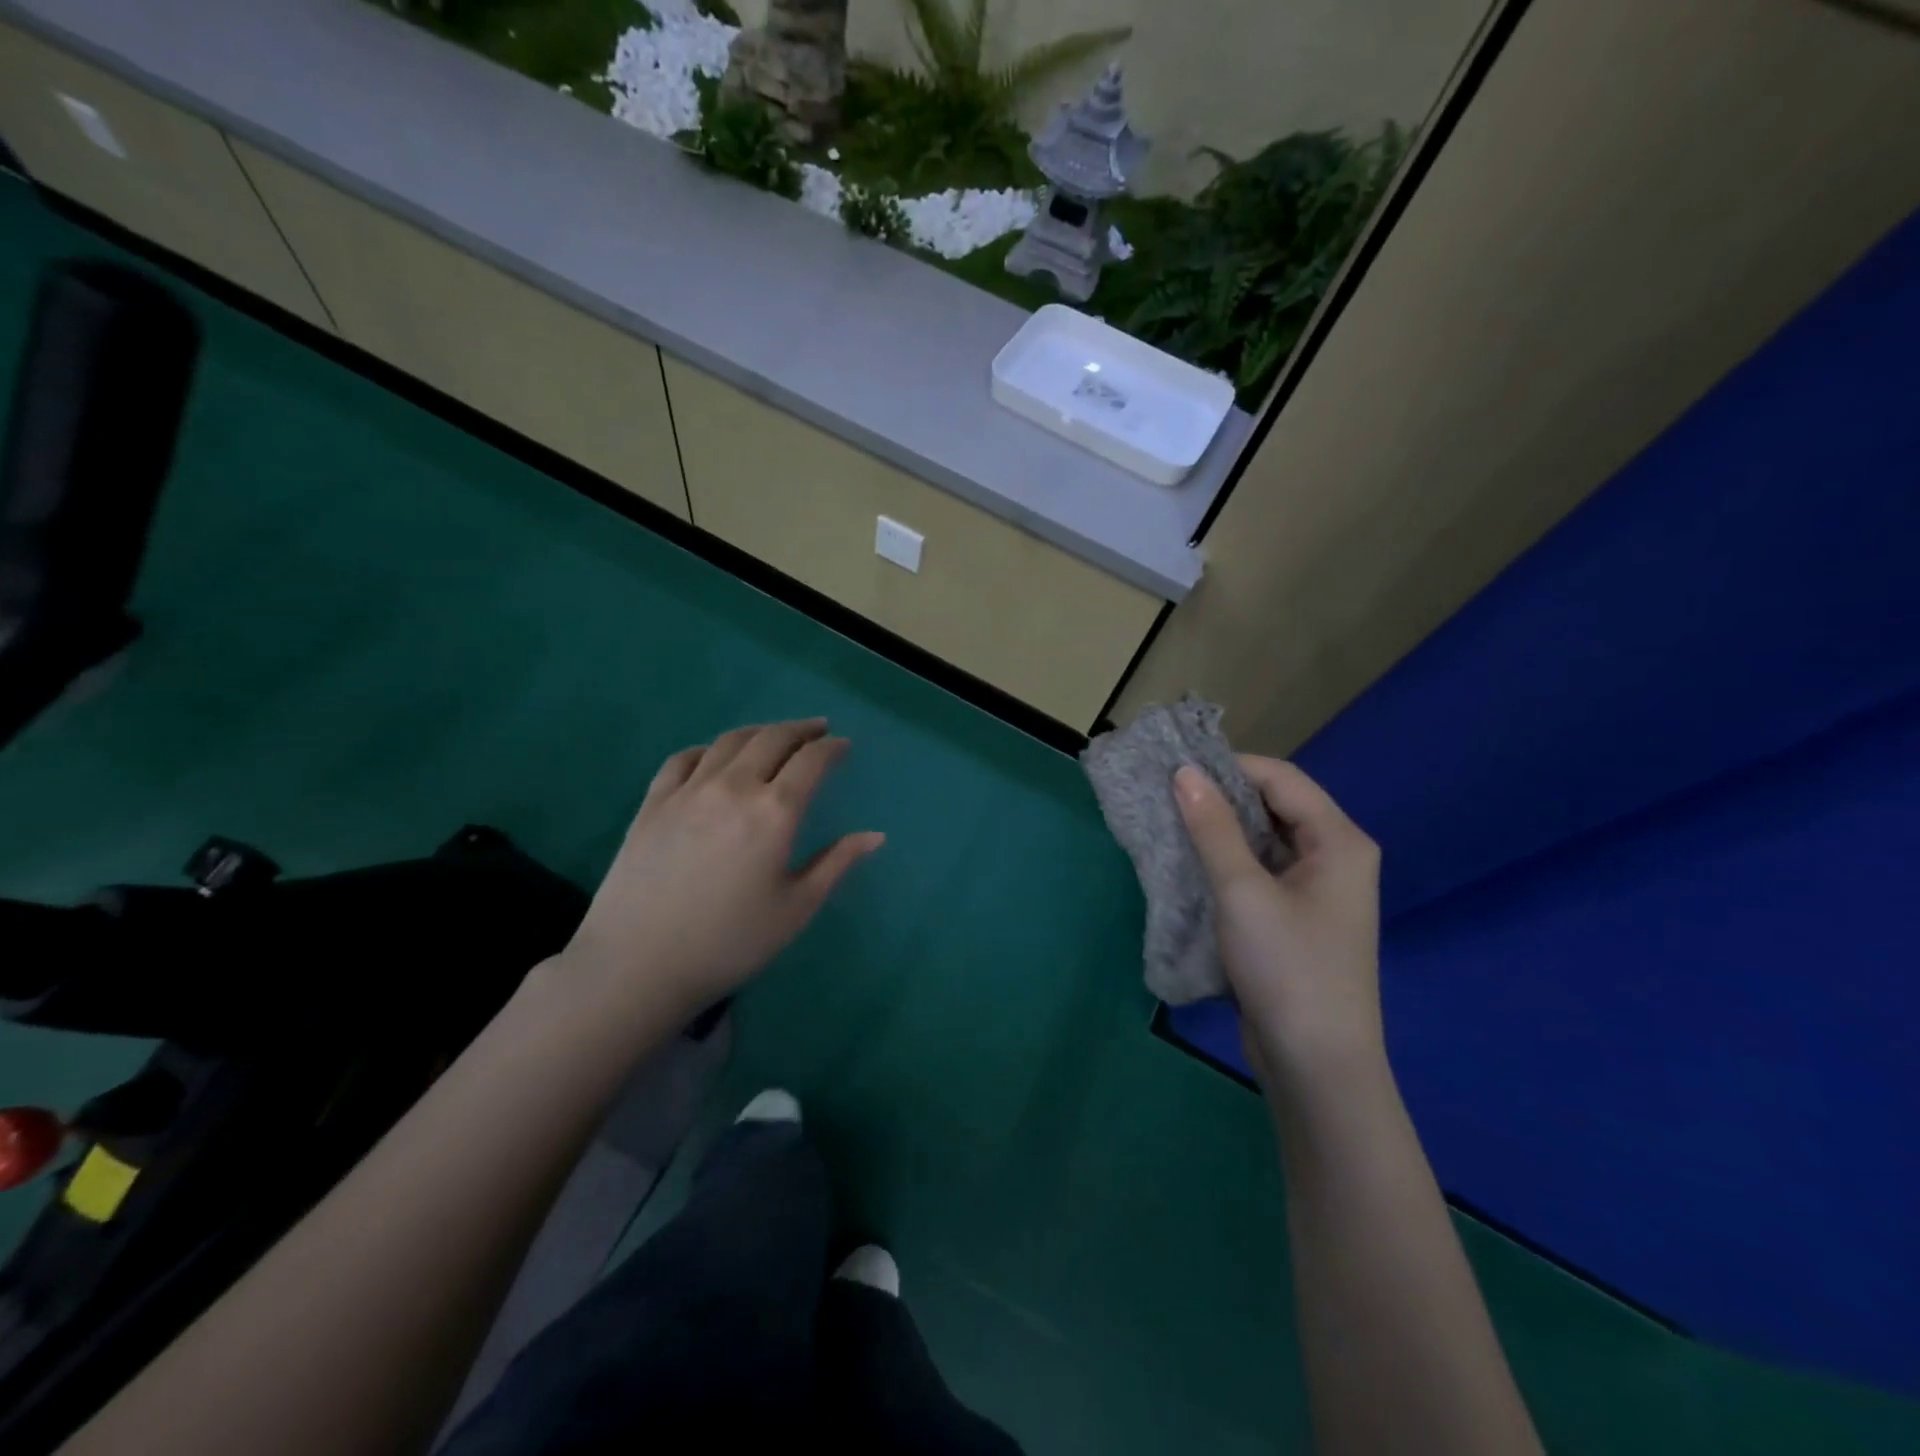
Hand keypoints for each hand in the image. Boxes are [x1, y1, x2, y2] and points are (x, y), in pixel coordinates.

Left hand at [556, 720, 883, 1021]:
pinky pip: (684, 758)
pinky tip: (714, 757)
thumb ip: (836, 864)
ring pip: (729, 741)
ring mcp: (688, 790)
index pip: (811, 761)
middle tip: (818, 730)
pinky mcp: (653, 802)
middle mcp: (733, 787)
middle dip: (801, 730)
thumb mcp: (795, 908)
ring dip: (760, 731)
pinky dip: (709, 749)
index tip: (844, 746)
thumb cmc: (729, 942)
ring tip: (775, 736)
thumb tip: (875, 835)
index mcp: (774, 812)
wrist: (637, 965)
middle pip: (772, 739)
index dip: (832, 748)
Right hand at [1174, 758, 1382, 1091]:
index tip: (1175, 770)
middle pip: (1275, 806)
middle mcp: (1336, 857)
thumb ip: (1212, 827)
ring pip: (1265, 840)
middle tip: (1167, 795)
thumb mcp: (1241, 891)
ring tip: (1171, 824)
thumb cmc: (1286, 968)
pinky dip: (1228, 861)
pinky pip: (1261, 871)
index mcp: (1339, 841)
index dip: (1229, 767)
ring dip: (1222, 830)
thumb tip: (1183, 772)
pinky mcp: (1298, 917)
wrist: (1316, 1065)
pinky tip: (1192, 864)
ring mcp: (1318, 890)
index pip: (1281, 778)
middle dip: (1222, 797)